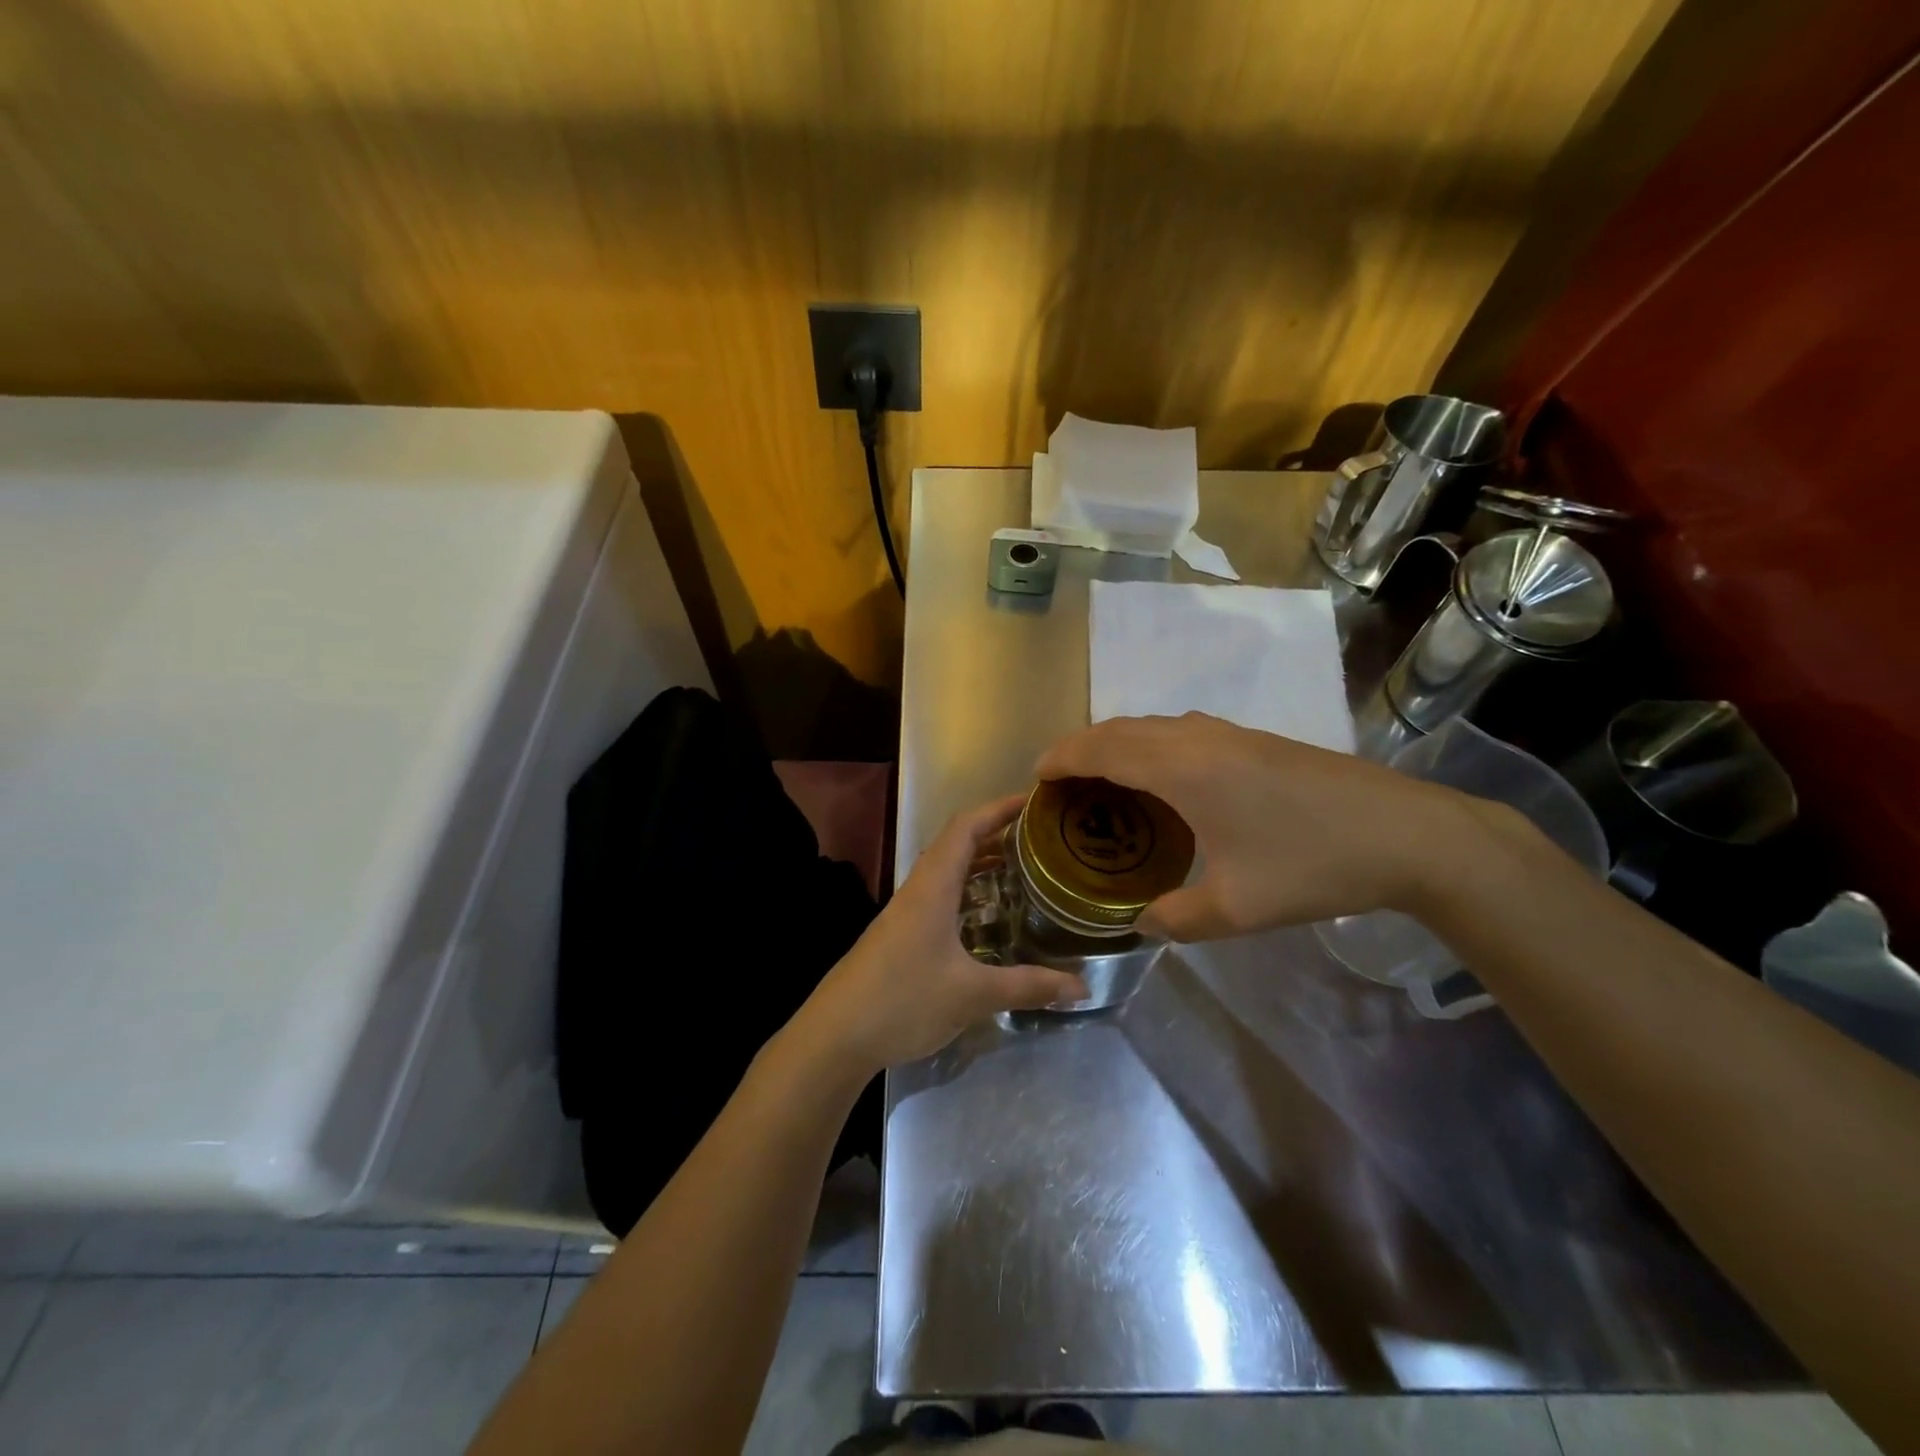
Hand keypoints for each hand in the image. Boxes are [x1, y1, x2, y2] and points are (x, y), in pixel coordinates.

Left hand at [795, 796, 1089, 1074]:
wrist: (834, 1036)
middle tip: (1039, 840)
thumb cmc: (902, 1001)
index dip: (998, 809)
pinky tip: (986, 918)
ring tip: (1021, 870)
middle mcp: (917, 891)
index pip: (965, 828)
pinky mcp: (899, 936)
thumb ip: (1028, 987)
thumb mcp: (971, 995)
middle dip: (995, 834)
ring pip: (946, 872)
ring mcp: (904, 914)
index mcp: (932, 887)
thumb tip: (1082, 988)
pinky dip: (966, 892)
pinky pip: (939, 897)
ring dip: (980, 864)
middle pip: (956, 845)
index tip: (1033, 801)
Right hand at [1036, 712, 1502, 940]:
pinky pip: (1180, 731)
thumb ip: (1176, 918)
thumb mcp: (1237, 909)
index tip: (1035, 777)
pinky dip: (1150, 745)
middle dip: (1082, 747)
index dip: (1063, 758)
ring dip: (1117, 743)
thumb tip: (1140, 924)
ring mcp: (1230, 734)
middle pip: (1122, 728)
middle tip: (1060, 782)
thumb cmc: (1313, 865)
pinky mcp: (1254, 740)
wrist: (1408, 834)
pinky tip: (1163, 781)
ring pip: (1153, 725)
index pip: (1103, 749)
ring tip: (1102, 780)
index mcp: (1184, 769)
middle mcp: (1198, 738)